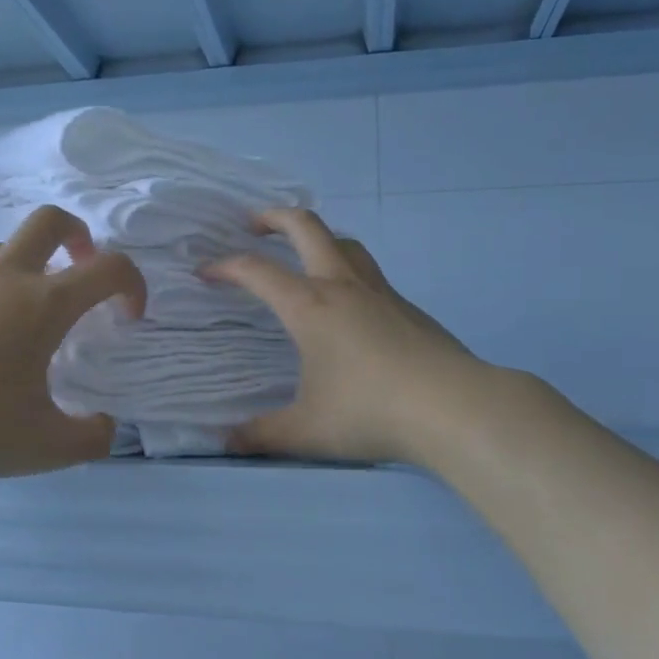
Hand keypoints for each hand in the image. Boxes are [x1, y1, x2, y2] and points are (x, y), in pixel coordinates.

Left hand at [0, 205, 144, 481]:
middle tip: (79, 270)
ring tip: (20, 315)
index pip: (109, 268)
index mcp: (42, 305)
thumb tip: (106, 426)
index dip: (132, 284)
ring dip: (26, 268)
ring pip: (3, 248)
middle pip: (51, 221)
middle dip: (79, 236)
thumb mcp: (44, 447)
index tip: (127, 316)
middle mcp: (3, 277)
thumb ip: (91, 437)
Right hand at [201, 208, 490, 465]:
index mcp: (309, 306)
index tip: (205, 272)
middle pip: (306, 227)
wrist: (453, 407)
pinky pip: (368, 273)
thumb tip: (227, 442)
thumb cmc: (370, 412)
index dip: (225, 266)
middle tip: (253, 225)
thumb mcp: (306, 430)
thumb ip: (262, 434)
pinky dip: (346, 270)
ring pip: (344, 243)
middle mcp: (342, 286)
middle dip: (274, 217)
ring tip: (302, 254)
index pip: (256, 271)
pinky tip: (347, 305)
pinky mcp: (407, 307)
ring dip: (317, 237)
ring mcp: (380, 292)